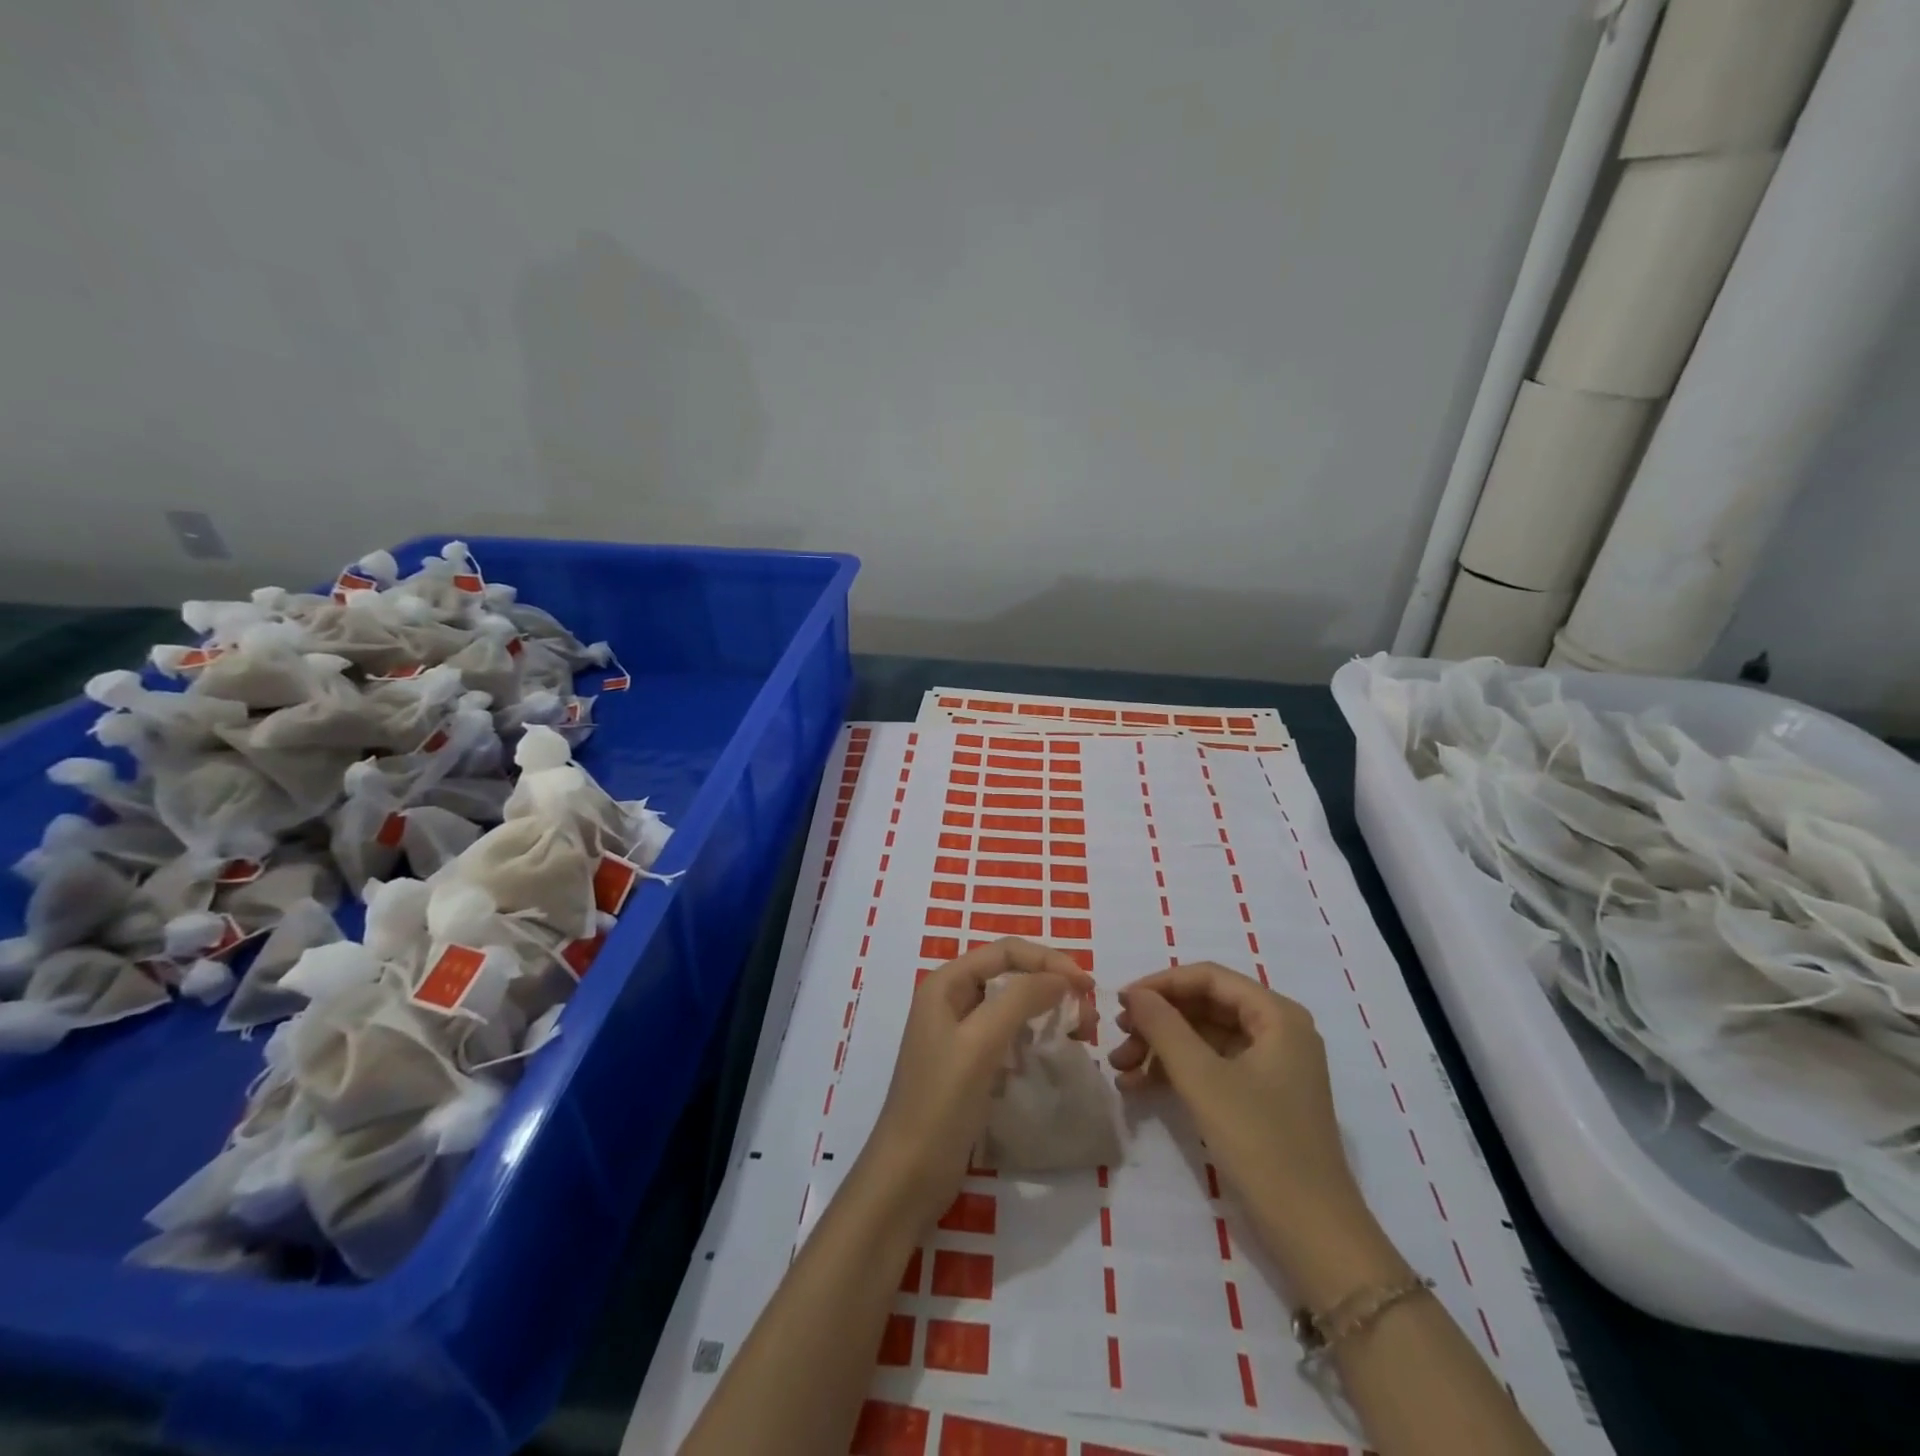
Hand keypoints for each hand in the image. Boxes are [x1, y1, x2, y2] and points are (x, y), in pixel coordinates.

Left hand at [861, 938, 1095, 1228]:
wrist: (909, 1175)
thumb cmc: (941, 1102)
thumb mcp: (981, 1043)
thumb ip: (1020, 1000)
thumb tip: (1061, 977)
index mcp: (945, 983)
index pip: (1005, 951)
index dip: (1048, 960)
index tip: (1087, 985)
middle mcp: (950, 1000)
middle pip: (1009, 974)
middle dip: (1050, 984)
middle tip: (1088, 1013)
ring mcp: (958, 1034)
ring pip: (1011, 1006)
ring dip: (1046, 1011)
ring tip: (1079, 1033)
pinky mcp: (969, 1065)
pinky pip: (1007, 1037)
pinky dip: (1033, 1038)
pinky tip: (1051, 1055)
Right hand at [1110, 964, 1390, 1297]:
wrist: (1313, 1235)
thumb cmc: (1261, 1144)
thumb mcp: (1203, 1079)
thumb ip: (1164, 1027)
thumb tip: (1134, 994)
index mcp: (1277, 1015)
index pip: (1209, 977)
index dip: (1161, 984)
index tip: (1120, 1002)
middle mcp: (1278, 1030)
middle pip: (1205, 1006)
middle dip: (1157, 1022)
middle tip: (1117, 1039)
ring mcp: (1271, 1065)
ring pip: (1204, 1038)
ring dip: (1160, 1049)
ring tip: (1120, 1069)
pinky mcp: (1262, 1097)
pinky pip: (1212, 1067)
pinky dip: (1177, 1073)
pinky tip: (1139, 1088)